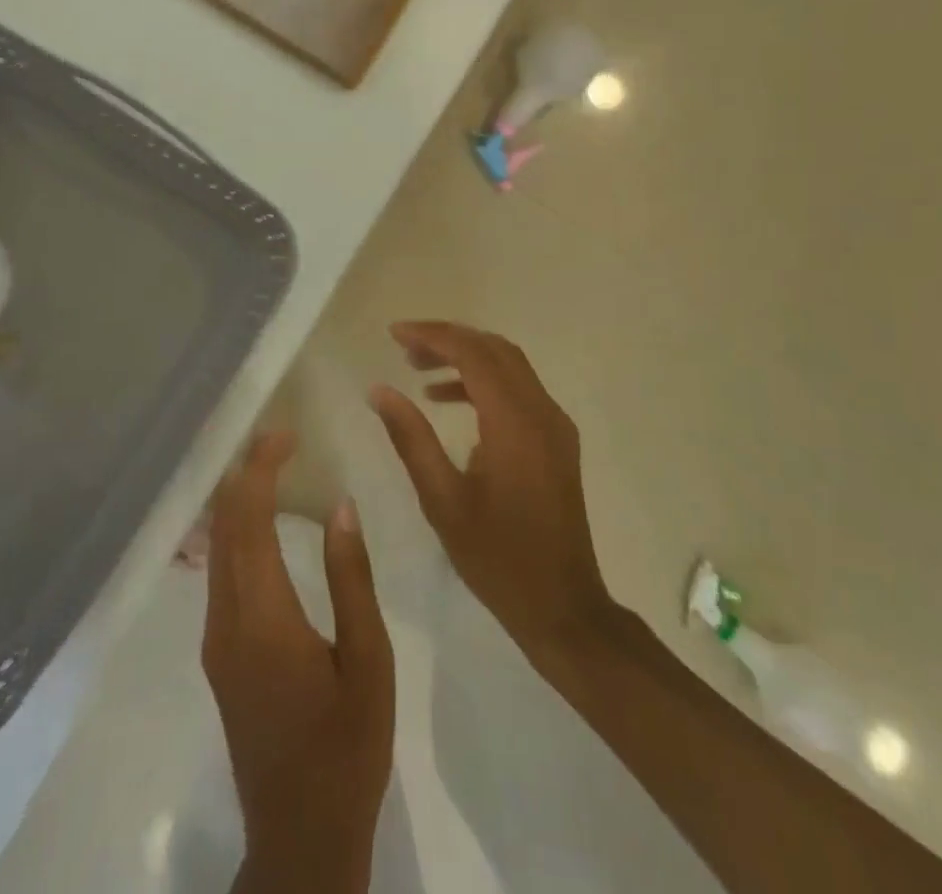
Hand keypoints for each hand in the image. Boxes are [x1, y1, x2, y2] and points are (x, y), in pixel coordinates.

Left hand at [203, 432, 394, 893]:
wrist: (300, 834)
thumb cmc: (346, 746)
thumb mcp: (369, 661)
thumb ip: (351, 578)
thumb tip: (341, 505)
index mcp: (263, 616)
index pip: (249, 518)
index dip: (261, 468)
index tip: (286, 434)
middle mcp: (226, 618)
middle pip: (224, 525)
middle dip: (246, 473)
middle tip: (281, 439)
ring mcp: (216, 638)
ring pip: (216, 547)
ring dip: (239, 500)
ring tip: (273, 468)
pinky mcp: (218, 654)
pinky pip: (220, 572)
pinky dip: (237, 532)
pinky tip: (264, 524)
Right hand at [370, 322, 616, 665]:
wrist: (563, 607)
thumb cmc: (497, 558)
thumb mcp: (442, 500)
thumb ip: (410, 438)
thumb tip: (379, 390)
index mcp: (514, 422)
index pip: (473, 354)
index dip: (432, 336)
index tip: (394, 334)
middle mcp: (542, 412)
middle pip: (494, 349)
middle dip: (448, 339)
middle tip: (404, 347)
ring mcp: (555, 425)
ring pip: (509, 366)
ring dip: (466, 358)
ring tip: (418, 370)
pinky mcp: (557, 441)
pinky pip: (519, 390)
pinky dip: (484, 383)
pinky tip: (448, 402)